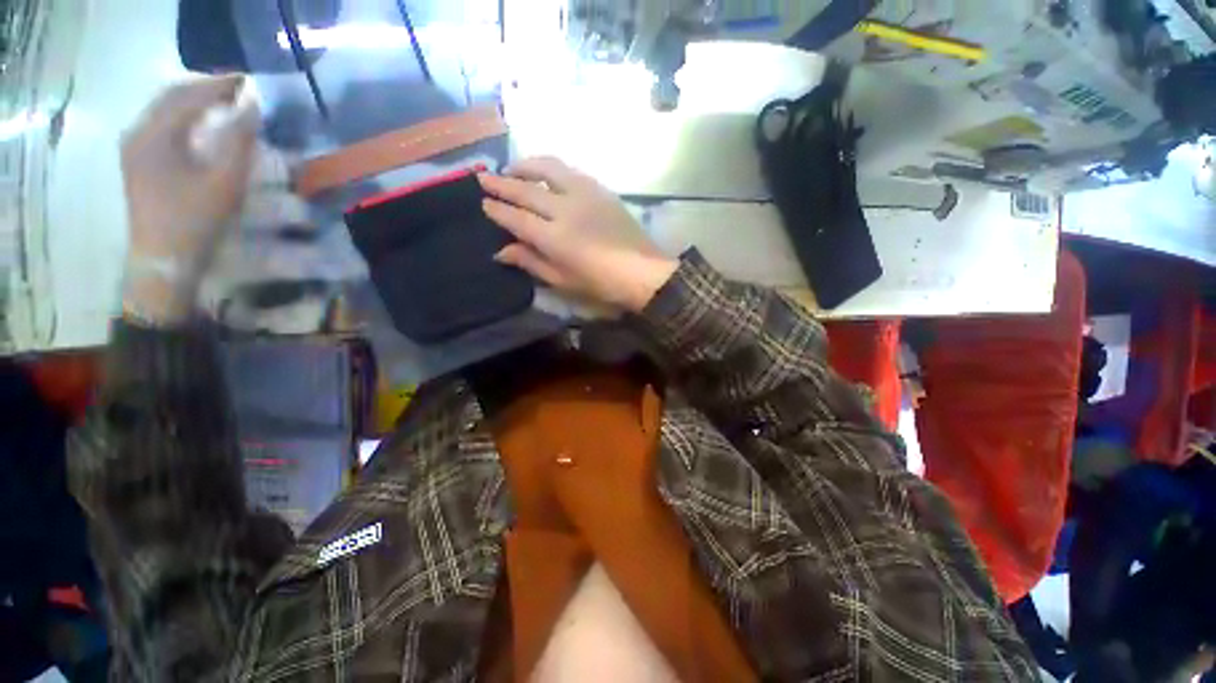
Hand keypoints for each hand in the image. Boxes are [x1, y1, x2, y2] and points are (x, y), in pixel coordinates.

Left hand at [121, 75, 257, 323]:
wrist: (163, 262)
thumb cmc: (195, 222)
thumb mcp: (225, 181)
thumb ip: (238, 140)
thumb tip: (251, 107)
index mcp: (155, 134)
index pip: (189, 94)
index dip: (220, 85)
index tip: (249, 82)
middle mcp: (138, 133)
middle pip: (172, 97)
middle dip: (205, 89)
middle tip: (237, 91)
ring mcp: (134, 149)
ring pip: (164, 111)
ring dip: (194, 103)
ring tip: (222, 105)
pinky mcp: (137, 164)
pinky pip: (161, 127)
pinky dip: (184, 118)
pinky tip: (200, 126)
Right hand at [479, 158, 677, 313]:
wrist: (642, 272)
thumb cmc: (601, 284)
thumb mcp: (563, 281)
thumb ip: (531, 262)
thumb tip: (501, 251)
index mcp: (554, 238)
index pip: (516, 218)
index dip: (497, 210)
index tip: (484, 203)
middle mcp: (565, 210)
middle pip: (526, 190)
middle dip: (502, 183)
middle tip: (484, 177)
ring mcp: (584, 195)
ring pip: (548, 169)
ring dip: (525, 166)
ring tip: (512, 169)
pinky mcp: (600, 190)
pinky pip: (570, 171)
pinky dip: (551, 168)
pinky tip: (546, 174)